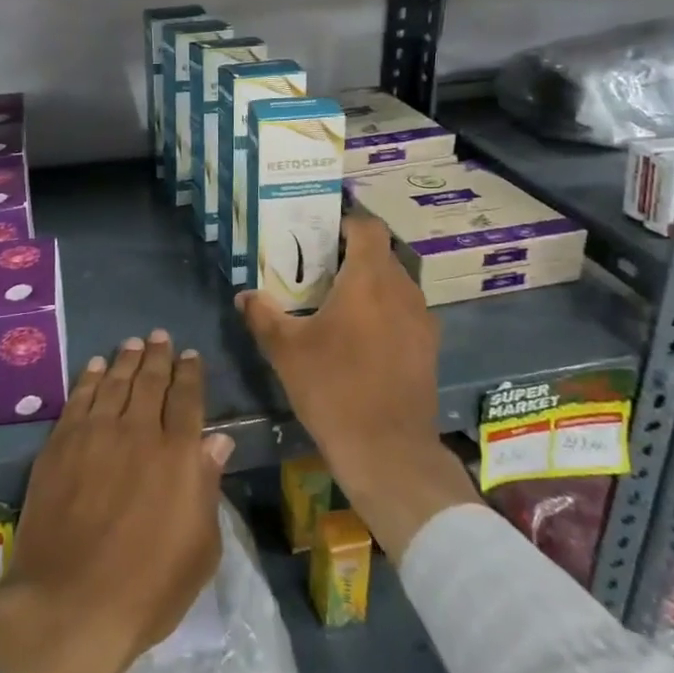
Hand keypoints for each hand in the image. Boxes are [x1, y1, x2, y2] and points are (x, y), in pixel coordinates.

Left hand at [0, 331, 233, 672]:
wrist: (70, 604)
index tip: (190, 355)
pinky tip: (95, 366)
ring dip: (126, 359)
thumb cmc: (148, 589)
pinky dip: (89, 378)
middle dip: (159, 356)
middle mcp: (139, 432)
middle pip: (151, 381)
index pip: (188, 399)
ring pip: (115, 382)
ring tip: (133, 343)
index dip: (191, 373)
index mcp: (178, 455)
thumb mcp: (200, 549)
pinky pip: (79, 398)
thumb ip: (208, 487)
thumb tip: (217, 441)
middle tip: (160, 337)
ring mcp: (96, 434)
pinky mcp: (61, 444)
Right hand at [237, 213, 477, 558]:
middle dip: (351, 255)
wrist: (387, 450)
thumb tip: (245, 295)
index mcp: (369, 279)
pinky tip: (361, 336)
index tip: (319, 233)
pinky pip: (404, 310)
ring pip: (395, 283)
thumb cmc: (333, 389)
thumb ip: (262, 315)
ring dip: (369, 283)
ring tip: (337, 302)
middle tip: (318, 269)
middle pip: (381, 254)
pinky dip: (384, 310)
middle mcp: (402, 289)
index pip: (367, 227)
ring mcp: (421, 319)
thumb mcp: (285, 351)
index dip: (345, 222)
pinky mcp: (428, 346)